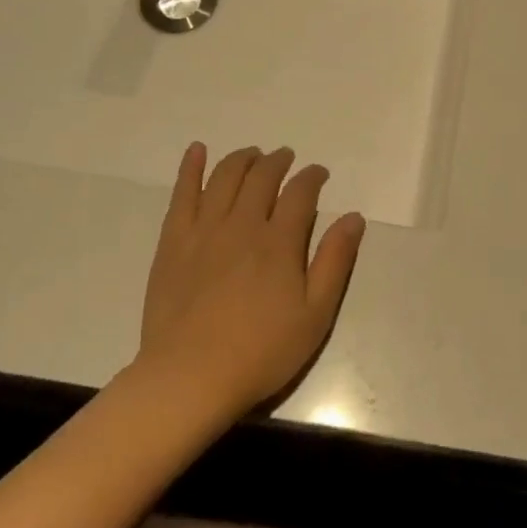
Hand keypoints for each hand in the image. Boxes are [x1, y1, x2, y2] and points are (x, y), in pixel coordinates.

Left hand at [137, 143, 365, 418]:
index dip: (312, 177)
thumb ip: (335, 262)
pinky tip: (196, 151)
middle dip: (278, 162)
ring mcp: (204, 230)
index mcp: (280, 242)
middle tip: (286, 158)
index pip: (300, 193)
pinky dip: (190, 168)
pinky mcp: (173, 242)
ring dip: (242, 159)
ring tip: (252, 154)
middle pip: (262, 177)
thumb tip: (353, 217)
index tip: (319, 174)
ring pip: (224, 178)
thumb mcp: (315, 314)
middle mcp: (242, 225)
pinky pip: (182, 194)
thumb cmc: (262, 352)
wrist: (191, 376)